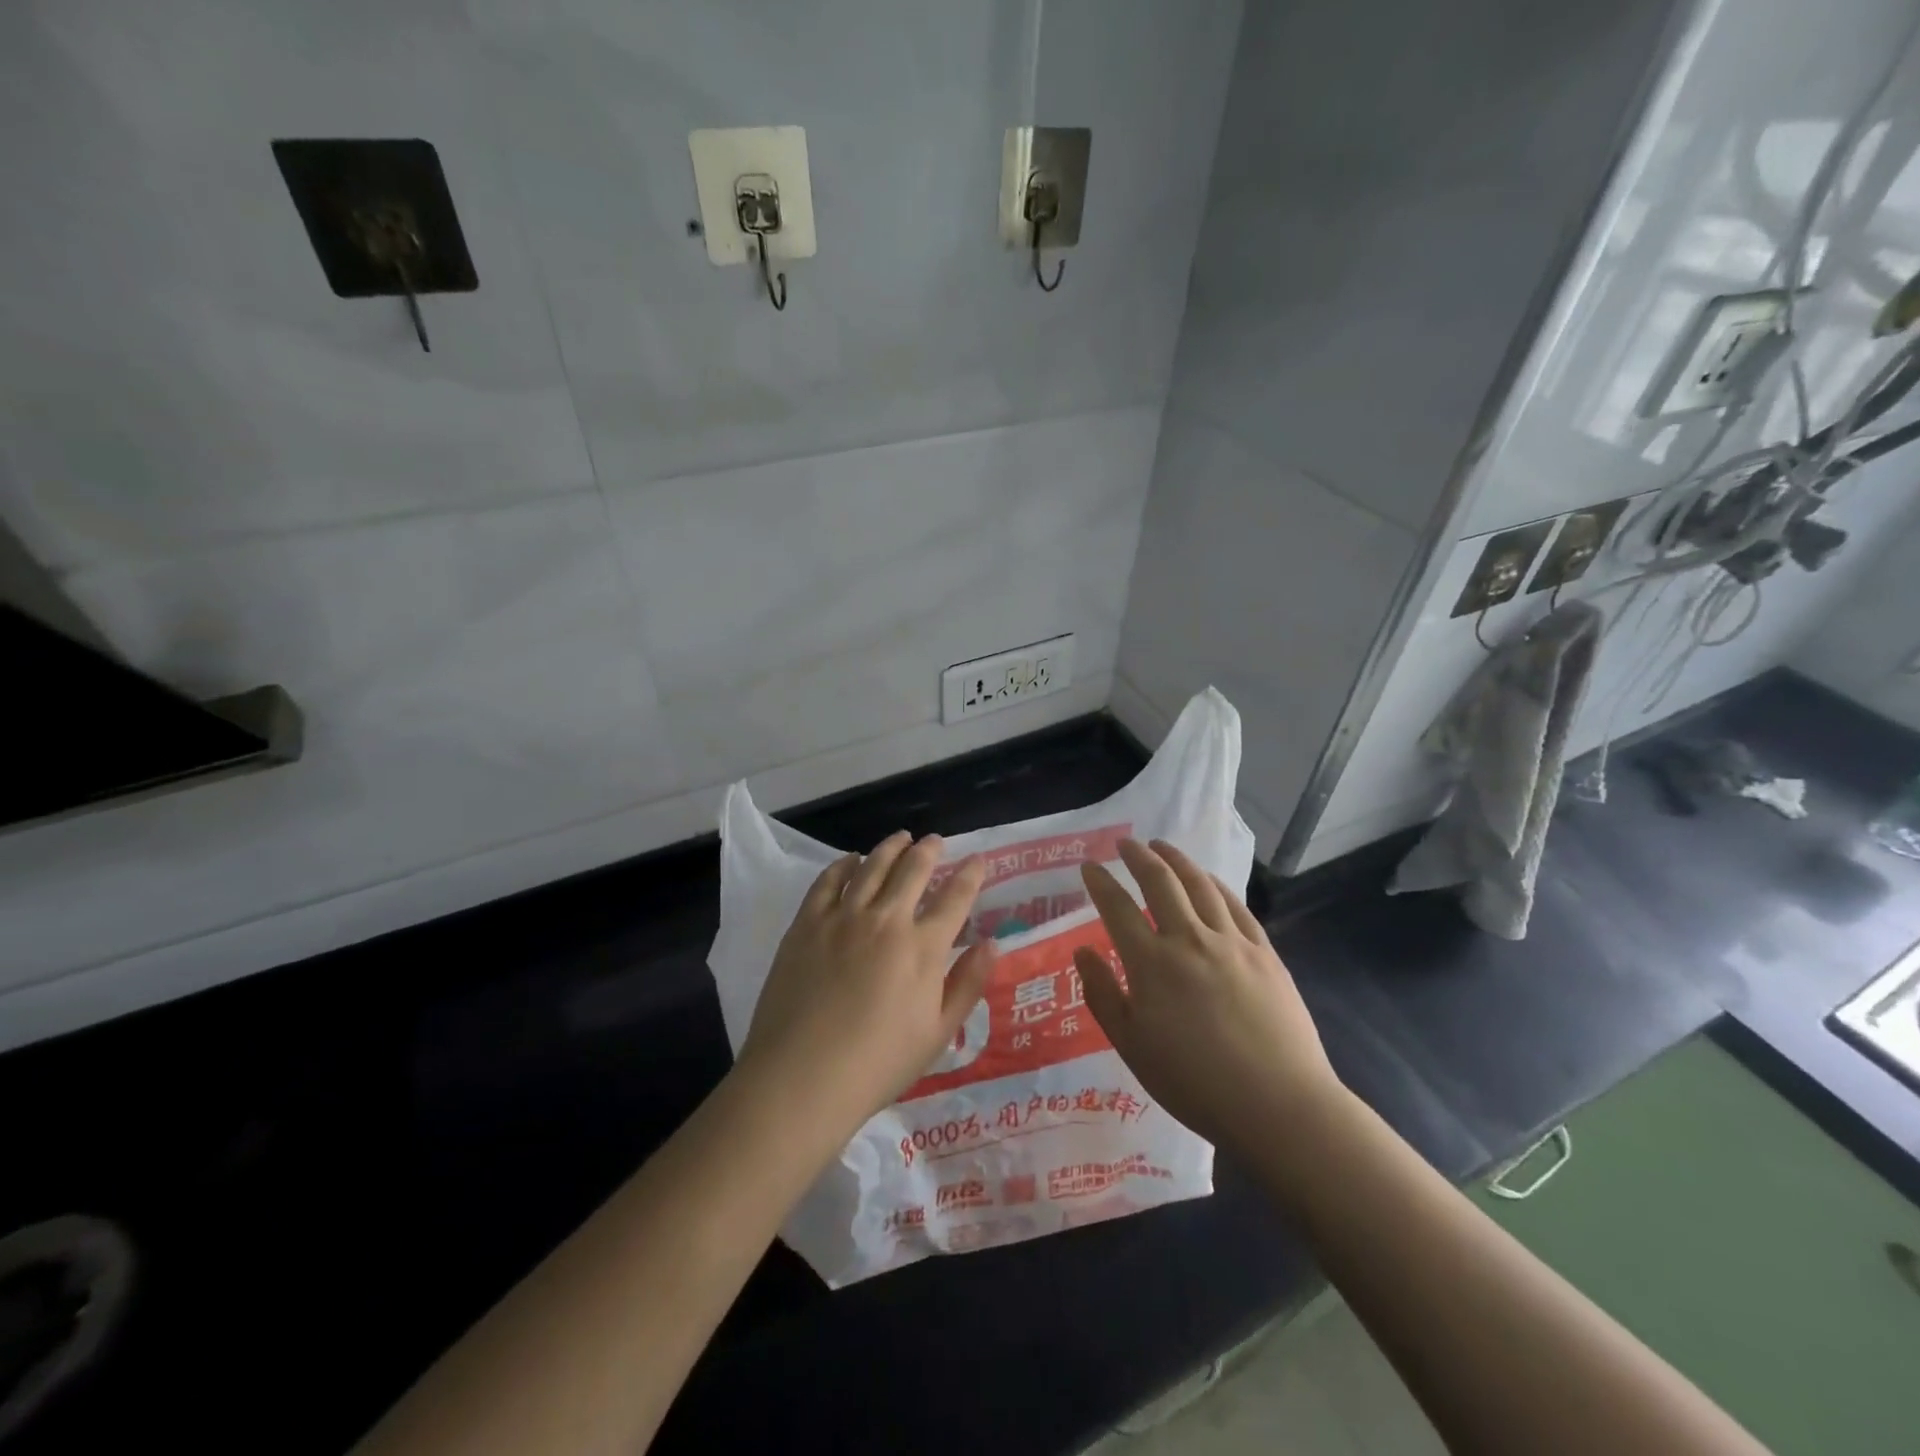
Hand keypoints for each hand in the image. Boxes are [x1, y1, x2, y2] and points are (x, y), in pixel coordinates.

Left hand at [739, 831, 997, 1132]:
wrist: (802, 1077)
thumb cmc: (878, 1064)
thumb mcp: (938, 1034)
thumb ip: (968, 984)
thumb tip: (992, 943)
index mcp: (923, 948)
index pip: (955, 898)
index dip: (971, 874)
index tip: (978, 860)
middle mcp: (887, 920)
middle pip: (914, 870)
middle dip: (930, 850)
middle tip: (936, 841)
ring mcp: (843, 917)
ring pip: (872, 866)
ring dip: (891, 847)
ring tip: (901, 838)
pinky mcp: (807, 923)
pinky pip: (829, 880)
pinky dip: (844, 864)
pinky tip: (851, 860)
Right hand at [1073, 839, 1341, 1153]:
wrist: (1279, 1106)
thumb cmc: (1195, 1083)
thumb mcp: (1132, 1046)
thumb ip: (1102, 995)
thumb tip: (1083, 952)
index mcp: (1152, 964)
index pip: (1118, 908)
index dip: (1100, 883)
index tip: (1088, 866)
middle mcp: (1189, 940)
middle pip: (1160, 882)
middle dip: (1138, 856)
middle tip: (1125, 843)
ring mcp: (1231, 942)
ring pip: (1200, 885)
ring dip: (1176, 860)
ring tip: (1162, 846)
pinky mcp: (1264, 953)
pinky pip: (1235, 906)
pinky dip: (1215, 885)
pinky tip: (1208, 880)